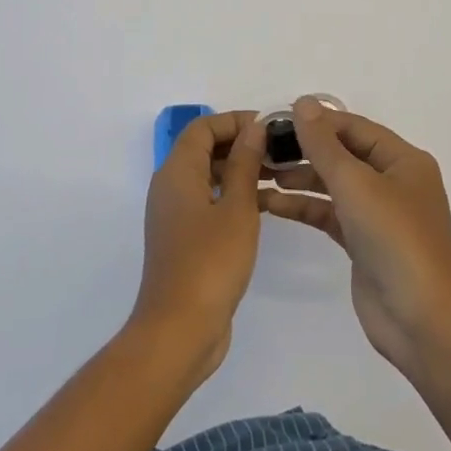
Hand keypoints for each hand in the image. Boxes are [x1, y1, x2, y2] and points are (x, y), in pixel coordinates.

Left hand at [130, 110, 266, 384]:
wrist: (179, 330)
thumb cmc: (210, 262)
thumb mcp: (237, 208)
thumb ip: (245, 164)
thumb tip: (254, 128)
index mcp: (177, 171)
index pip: (203, 127)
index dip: (235, 120)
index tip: (270, 127)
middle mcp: (171, 186)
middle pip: (204, 149)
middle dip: (241, 144)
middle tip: (280, 151)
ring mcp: (175, 214)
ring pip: (209, 176)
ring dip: (240, 170)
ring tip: (280, 175)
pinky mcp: (184, 238)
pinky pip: (209, 202)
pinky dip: (233, 196)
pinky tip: (267, 206)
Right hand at [260, 97, 450, 375]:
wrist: (422, 321)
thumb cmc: (395, 239)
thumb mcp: (356, 184)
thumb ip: (324, 144)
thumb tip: (303, 102)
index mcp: (403, 160)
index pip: (354, 127)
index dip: (317, 121)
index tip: (276, 120)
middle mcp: (393, 182)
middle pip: (343, 154)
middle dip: (305, 150)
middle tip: (262, 148)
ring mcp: (379, 214)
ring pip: (333, 185)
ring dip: (300, 178)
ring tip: (260, 174)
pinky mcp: (363, 243)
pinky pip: (329, 214)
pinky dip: (304, 207)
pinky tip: (273, 204)